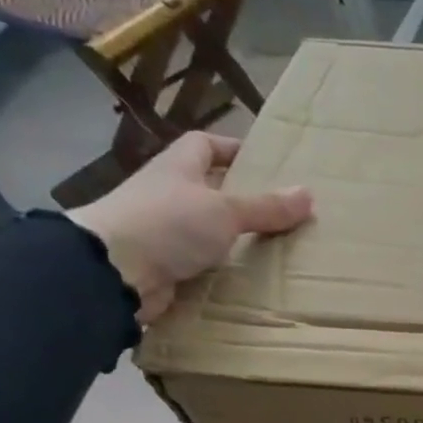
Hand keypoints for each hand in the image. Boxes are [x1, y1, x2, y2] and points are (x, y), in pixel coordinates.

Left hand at [67, 132, 312, 323]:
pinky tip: (245, 278)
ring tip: (271, 248)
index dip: (232, 149)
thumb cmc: (168, 224)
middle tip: (279, 212)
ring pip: (205, 228)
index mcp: (178, 168)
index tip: (264, 164)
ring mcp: (162, 231)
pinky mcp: (163, 265)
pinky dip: (220, 269)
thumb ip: (266, 206)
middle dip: (240, 198)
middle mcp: (168, 194)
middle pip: (207, 188)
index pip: (204, 144)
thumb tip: (308, 194)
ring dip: (232, 237)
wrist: (113, 272)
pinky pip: (200, 263)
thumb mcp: (225, 211)